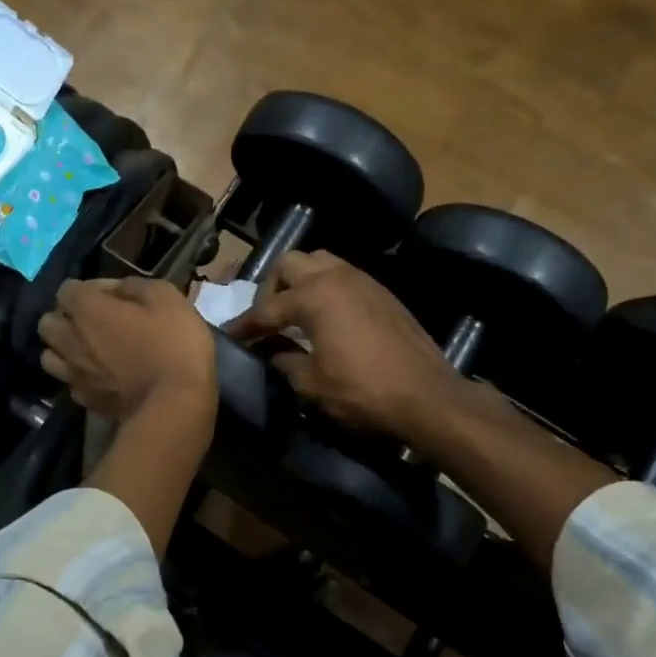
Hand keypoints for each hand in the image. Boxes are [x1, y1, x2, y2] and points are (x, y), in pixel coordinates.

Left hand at [37, 277, 217, 421]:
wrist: (175, 405)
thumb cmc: (174, 345)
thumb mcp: (166, 298)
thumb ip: (136, 286)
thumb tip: (119, 289)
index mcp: (88, 310)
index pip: (66, 290)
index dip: (90, 289)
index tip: (116, 296)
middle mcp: (71, 340)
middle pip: (47, 323)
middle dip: (65, 318)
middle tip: (94, 322)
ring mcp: (75, 374)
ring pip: (49, 356)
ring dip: (63, 349)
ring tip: (89, 351)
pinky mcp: (86, 401)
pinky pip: (70, 383)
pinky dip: (79, 377)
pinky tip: (100, 378)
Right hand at [225, 251, 460, 438]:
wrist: (427, 395)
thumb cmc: (363, 391)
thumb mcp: (311, 384)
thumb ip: (285, 360)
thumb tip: (274, 351)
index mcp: (313, 296)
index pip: (266, 308)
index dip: (244, 325)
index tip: (229, 336)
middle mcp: (336, 276)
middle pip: (289, 264)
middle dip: (270, 288)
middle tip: (267, 318)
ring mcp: (363, 280)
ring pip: (319, 261)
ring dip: (300, 280)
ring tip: (295, 311)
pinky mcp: (382, 292)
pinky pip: (343, 275)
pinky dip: (325, 287)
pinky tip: (326, 316)